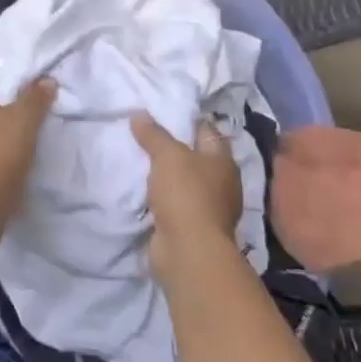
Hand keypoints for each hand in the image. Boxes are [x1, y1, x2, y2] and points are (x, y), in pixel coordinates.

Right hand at [133, 114, 244, 278]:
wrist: (187, 251)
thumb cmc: (186, 194)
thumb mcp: (167, 155)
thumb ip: (154, 134)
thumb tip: (139, 114)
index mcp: (222, 160)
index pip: (206, 130)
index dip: (186, 119)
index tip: (162, 110)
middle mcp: (220, 182)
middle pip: (194, 156)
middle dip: (173, 147)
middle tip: (144, 132)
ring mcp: (207, 207)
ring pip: (183, 181)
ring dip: (165, 174)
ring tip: (138, 158)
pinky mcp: (191, 226)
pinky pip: (173, 202)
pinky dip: (160, 196)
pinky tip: (141, 188)